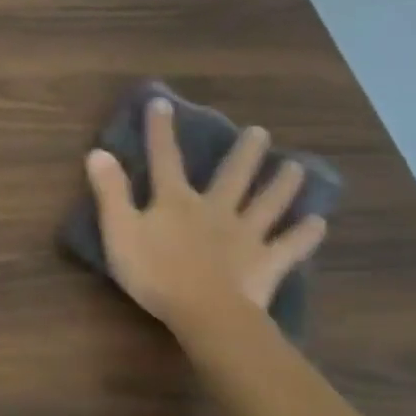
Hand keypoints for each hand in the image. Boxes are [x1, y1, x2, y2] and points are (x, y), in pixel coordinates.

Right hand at [85, 98, 326, 335]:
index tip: (162, 103)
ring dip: (282, 185)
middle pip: (233, 176)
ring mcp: (247, 235)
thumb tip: (98, 152)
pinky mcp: (267, 262)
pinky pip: (291, 245)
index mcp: (176, 202)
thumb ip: (110, 192)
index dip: (161, 132)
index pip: (165, 159)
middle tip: (260, 133)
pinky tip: (318, 224)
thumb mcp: (120, 231)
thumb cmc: (155, 272)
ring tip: (296, 168)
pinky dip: (305, 234)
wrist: (206, 311)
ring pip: (268, 203)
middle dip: (244, 153)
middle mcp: (216, 210)